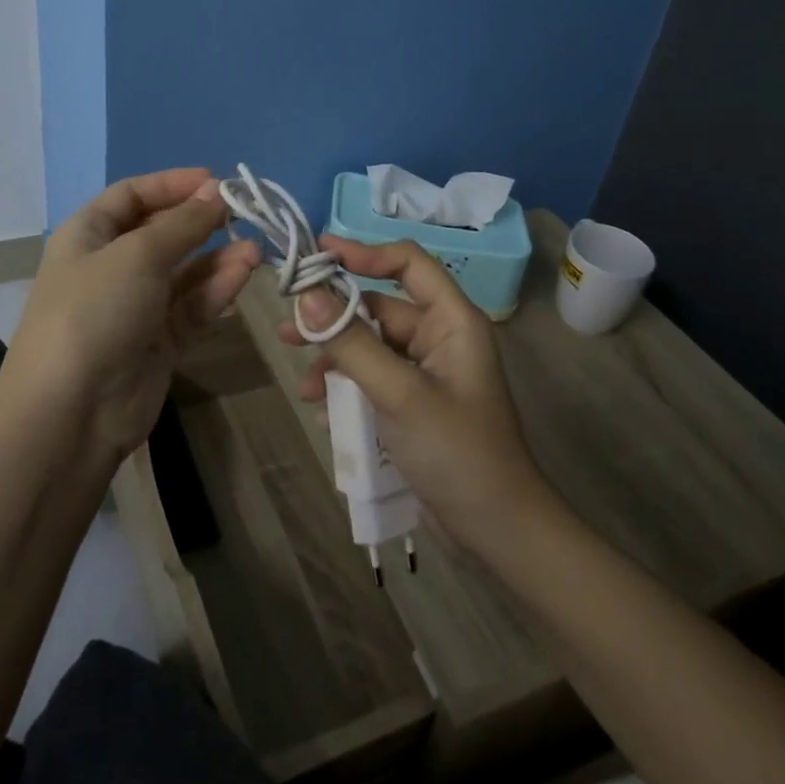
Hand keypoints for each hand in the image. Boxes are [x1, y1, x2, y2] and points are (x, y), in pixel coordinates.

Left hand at [4, 168, 260, 469]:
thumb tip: (216, 193)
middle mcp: (111, 266)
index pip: (132, 195)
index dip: (172, 184)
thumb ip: (183, 224)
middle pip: (161, 231)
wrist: (71, 412)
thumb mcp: (138, 255)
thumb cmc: (94, 311)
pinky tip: (245, 273)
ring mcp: (136, 306)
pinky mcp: (159, 342)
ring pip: (183, 271)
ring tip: (256, 248)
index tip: (216, 180)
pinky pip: (192, 305)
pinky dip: (217, 288)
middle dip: (200, 221)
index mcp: (88, 235)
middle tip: (243, 212)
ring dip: (217, 257)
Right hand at [280, 238, 552, 555]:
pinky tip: (321, 406)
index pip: (407, 263)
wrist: (496, 531)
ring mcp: (425, 371)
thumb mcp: (399, 394)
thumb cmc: (457, 452)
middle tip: (289, 327)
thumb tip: (307, 293)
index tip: (318, 254)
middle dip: (333, 317)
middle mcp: (439, 336)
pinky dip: (346, 385)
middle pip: (378, 306)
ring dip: (334, 356)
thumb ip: (352, 342)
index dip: (363, 252)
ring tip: (302, 378)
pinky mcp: (413, 401)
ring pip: (369, 344)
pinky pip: (372, 376)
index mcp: (451, 320)